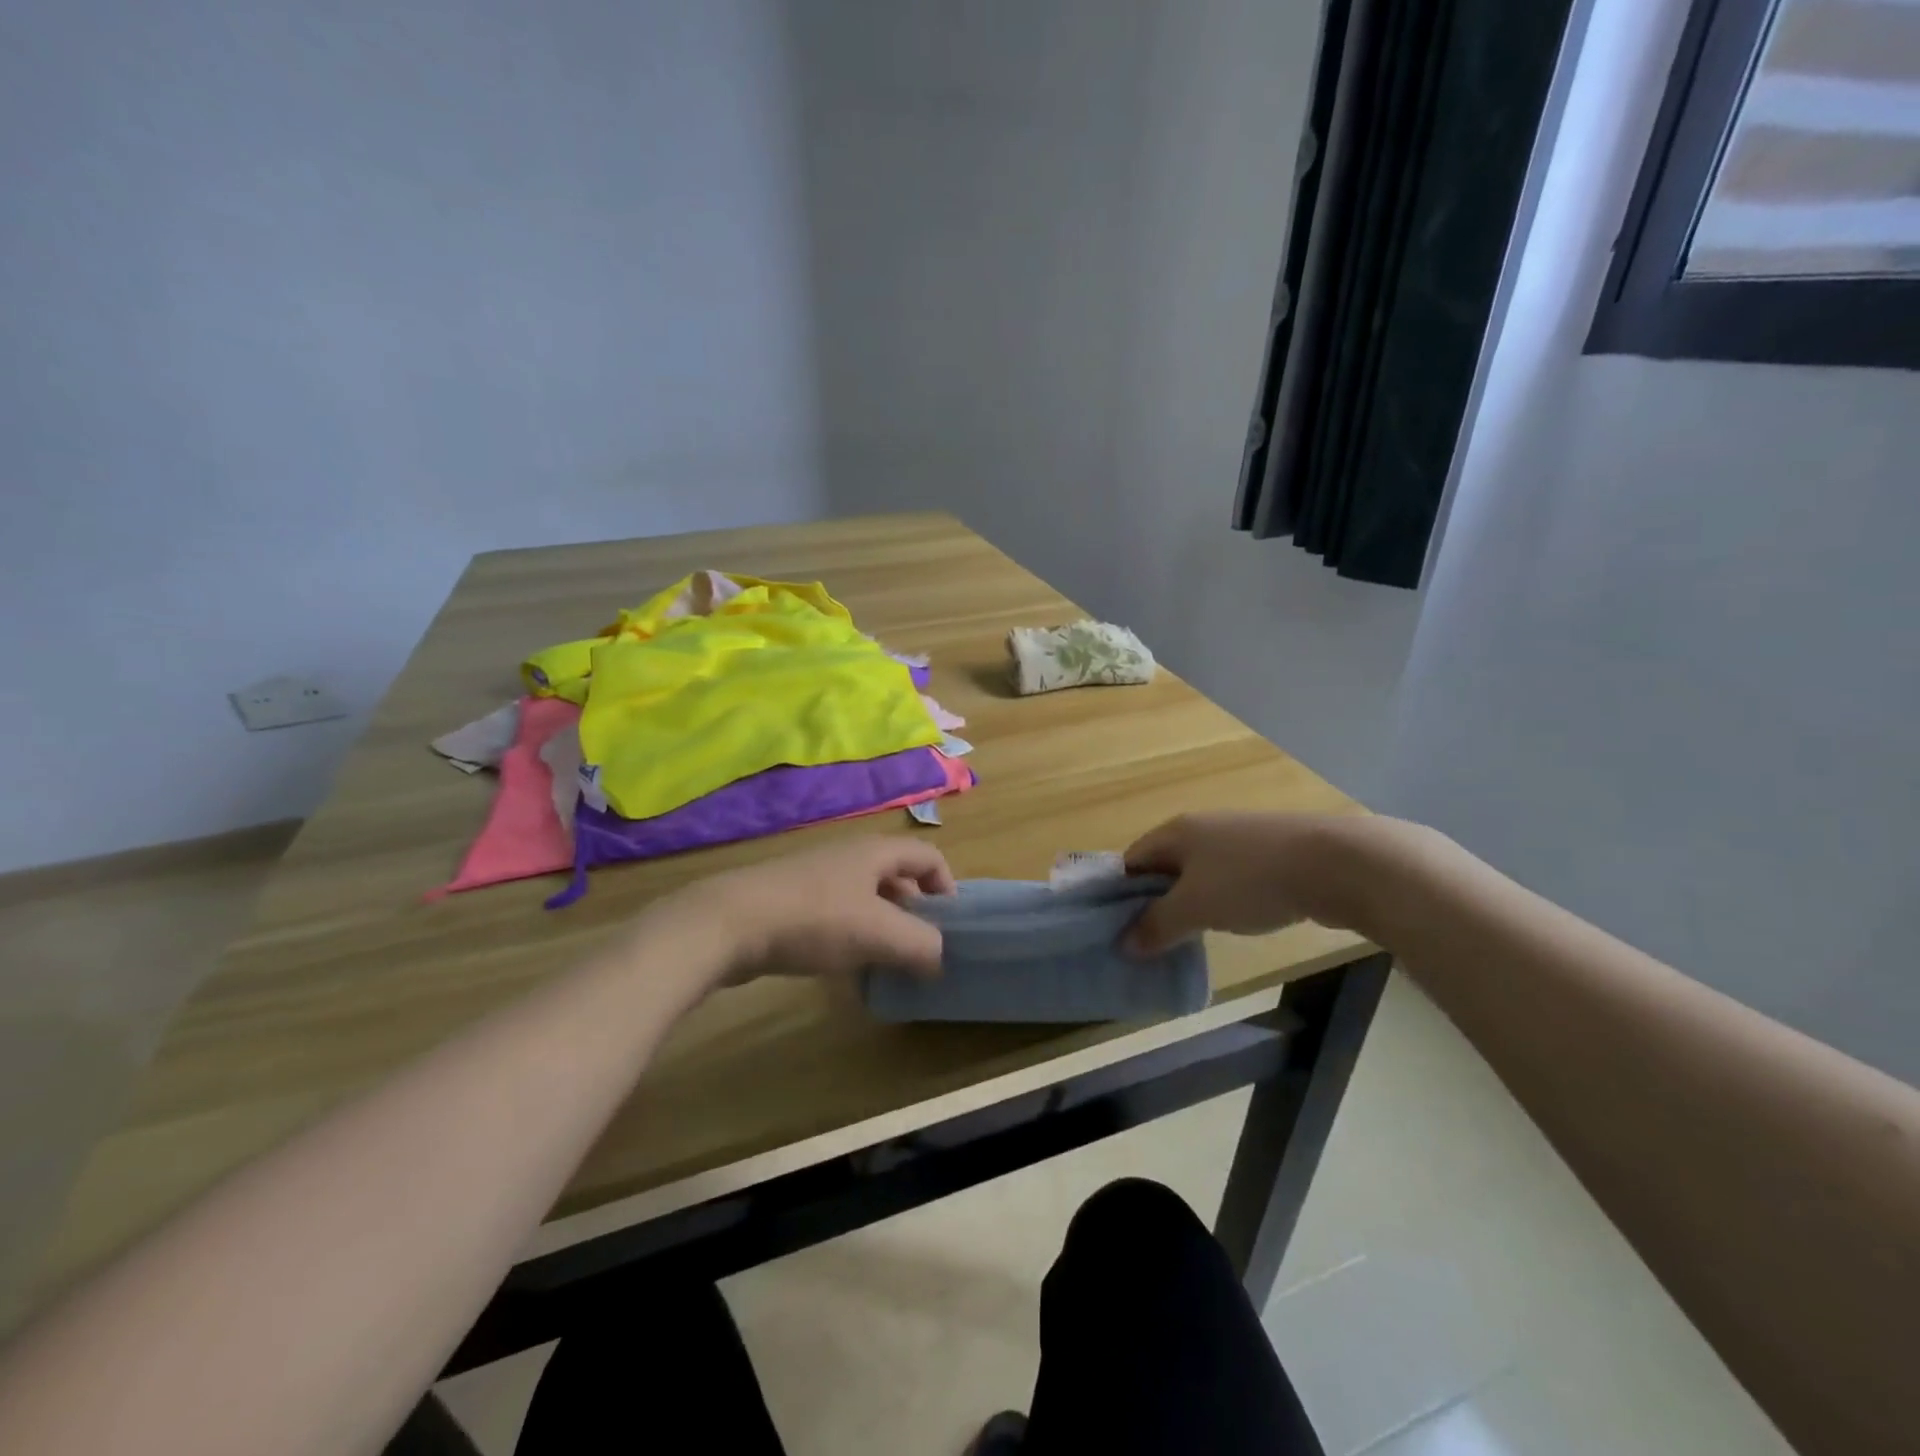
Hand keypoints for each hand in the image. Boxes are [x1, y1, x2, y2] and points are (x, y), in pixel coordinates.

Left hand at [644, 836, 957, 986]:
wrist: (727, 923)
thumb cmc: (813, 920)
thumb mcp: (878, 933)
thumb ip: (920, 944)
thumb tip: (939, 956)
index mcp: (875, 852)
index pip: (928, 856)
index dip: (947, 886)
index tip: (948, 926)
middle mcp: (849, 855)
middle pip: (897, 875)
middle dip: (915, 911)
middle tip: (919, 948)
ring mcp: (816, 876)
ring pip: (865, 896)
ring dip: (882, 925)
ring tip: (885, 961)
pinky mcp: (790, 899)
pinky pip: (836, 912)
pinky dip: (851, 934)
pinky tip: (843, 964)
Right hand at [1122, 812, 1372, 954]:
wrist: (1335, 863)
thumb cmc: (1250, 880)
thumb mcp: (1195, 908)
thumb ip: (1157, 926)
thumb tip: (1124, 945)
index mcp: (1176, 832)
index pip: (1132, 860)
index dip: (1119, 893)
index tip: (1117, 929)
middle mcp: (1202, 828)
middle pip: (1164, 866)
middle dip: (1153, 902)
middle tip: (1148, 940)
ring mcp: (1238, 838)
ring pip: (1198, 874)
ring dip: (1188, 904)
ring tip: (1186, 938)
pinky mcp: (1269, 854)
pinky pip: (1229, 879)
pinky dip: (1221, 901)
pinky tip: (1230, 923)